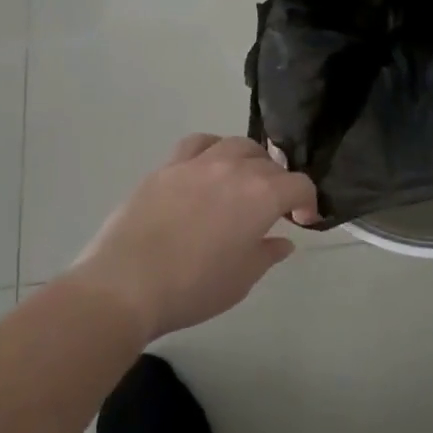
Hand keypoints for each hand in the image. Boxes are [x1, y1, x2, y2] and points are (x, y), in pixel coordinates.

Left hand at [67, 135, 317, 340]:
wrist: (126, 285)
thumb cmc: (193, 288)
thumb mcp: (241, 279)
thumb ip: (266, 254)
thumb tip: (282, 241)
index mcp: (261, 195)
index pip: (299, 184)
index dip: (307, 201)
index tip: (302, 220)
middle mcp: (234, 168)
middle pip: (269, 162)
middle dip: (278, 182)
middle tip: (271, 208)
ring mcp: (197, 163)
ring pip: (235, 144)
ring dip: (249, 159)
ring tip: (243, 180)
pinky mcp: (166, 167)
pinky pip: (197, 143)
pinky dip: (212, 149)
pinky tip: (208, 166)